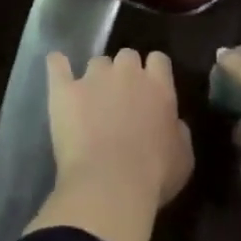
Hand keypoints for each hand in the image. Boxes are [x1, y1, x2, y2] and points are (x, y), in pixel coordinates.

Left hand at [47, 50, 193, 210]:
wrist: (110, 184)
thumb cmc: (154, 176)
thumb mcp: (183, 157)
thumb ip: (178, 131)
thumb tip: (173, 122)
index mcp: (158, 86)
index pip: (159, 60)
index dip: (154, 72)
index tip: (151, 88)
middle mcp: (126, 73)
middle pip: (127, 56)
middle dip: (125, 72)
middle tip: (122, 98)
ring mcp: (92, 78)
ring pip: (96, 62)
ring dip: (97, 76)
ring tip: (92, 100)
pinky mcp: (64, 90)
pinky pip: (57, 65)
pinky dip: (58, 65)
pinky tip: (57, 66)